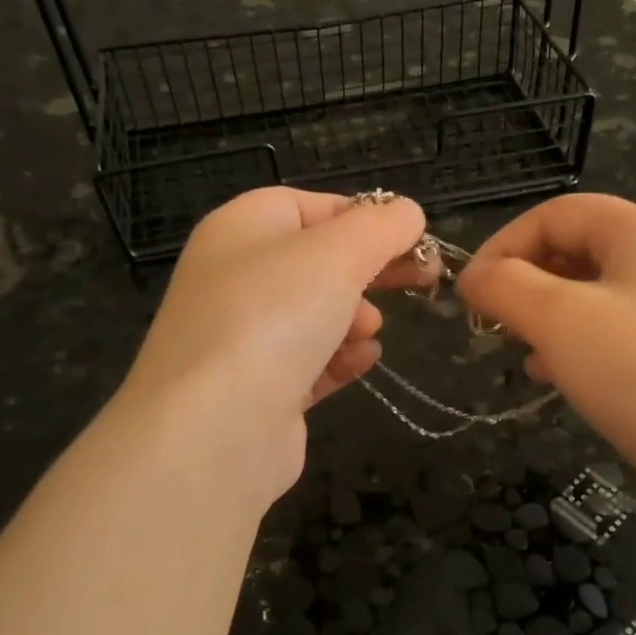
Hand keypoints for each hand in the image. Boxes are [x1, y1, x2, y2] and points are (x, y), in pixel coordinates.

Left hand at [117, 188, 434, 501]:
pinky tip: (362, 361)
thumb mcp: (338, 252)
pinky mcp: (258, 391)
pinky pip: (308, 362)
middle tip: (420, 279)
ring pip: (314, 314)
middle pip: (316, 261)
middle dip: (369, 270)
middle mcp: (234, 278)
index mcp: (241, 229)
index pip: (308, 206)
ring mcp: (243, 338)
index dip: (362, 215)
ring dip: (353, 317)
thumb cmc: (274, 316)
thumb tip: (407, 213)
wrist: (215, 428)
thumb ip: (381, 226)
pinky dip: (339, 358)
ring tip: (369, 330)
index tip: (409, 236)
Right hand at [455, 194, 635, 532]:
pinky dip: (574, 343)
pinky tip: (555, 375)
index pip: (556, 213)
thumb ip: (504, 286)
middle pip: (575, 249)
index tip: (471, 291)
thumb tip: (472, 276)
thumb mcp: (557, 320)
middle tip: (494, 322)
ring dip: (545, 316)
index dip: (504, 243)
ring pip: (590, 293)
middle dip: (525, 282)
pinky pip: (612, 330)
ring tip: (522, 350)